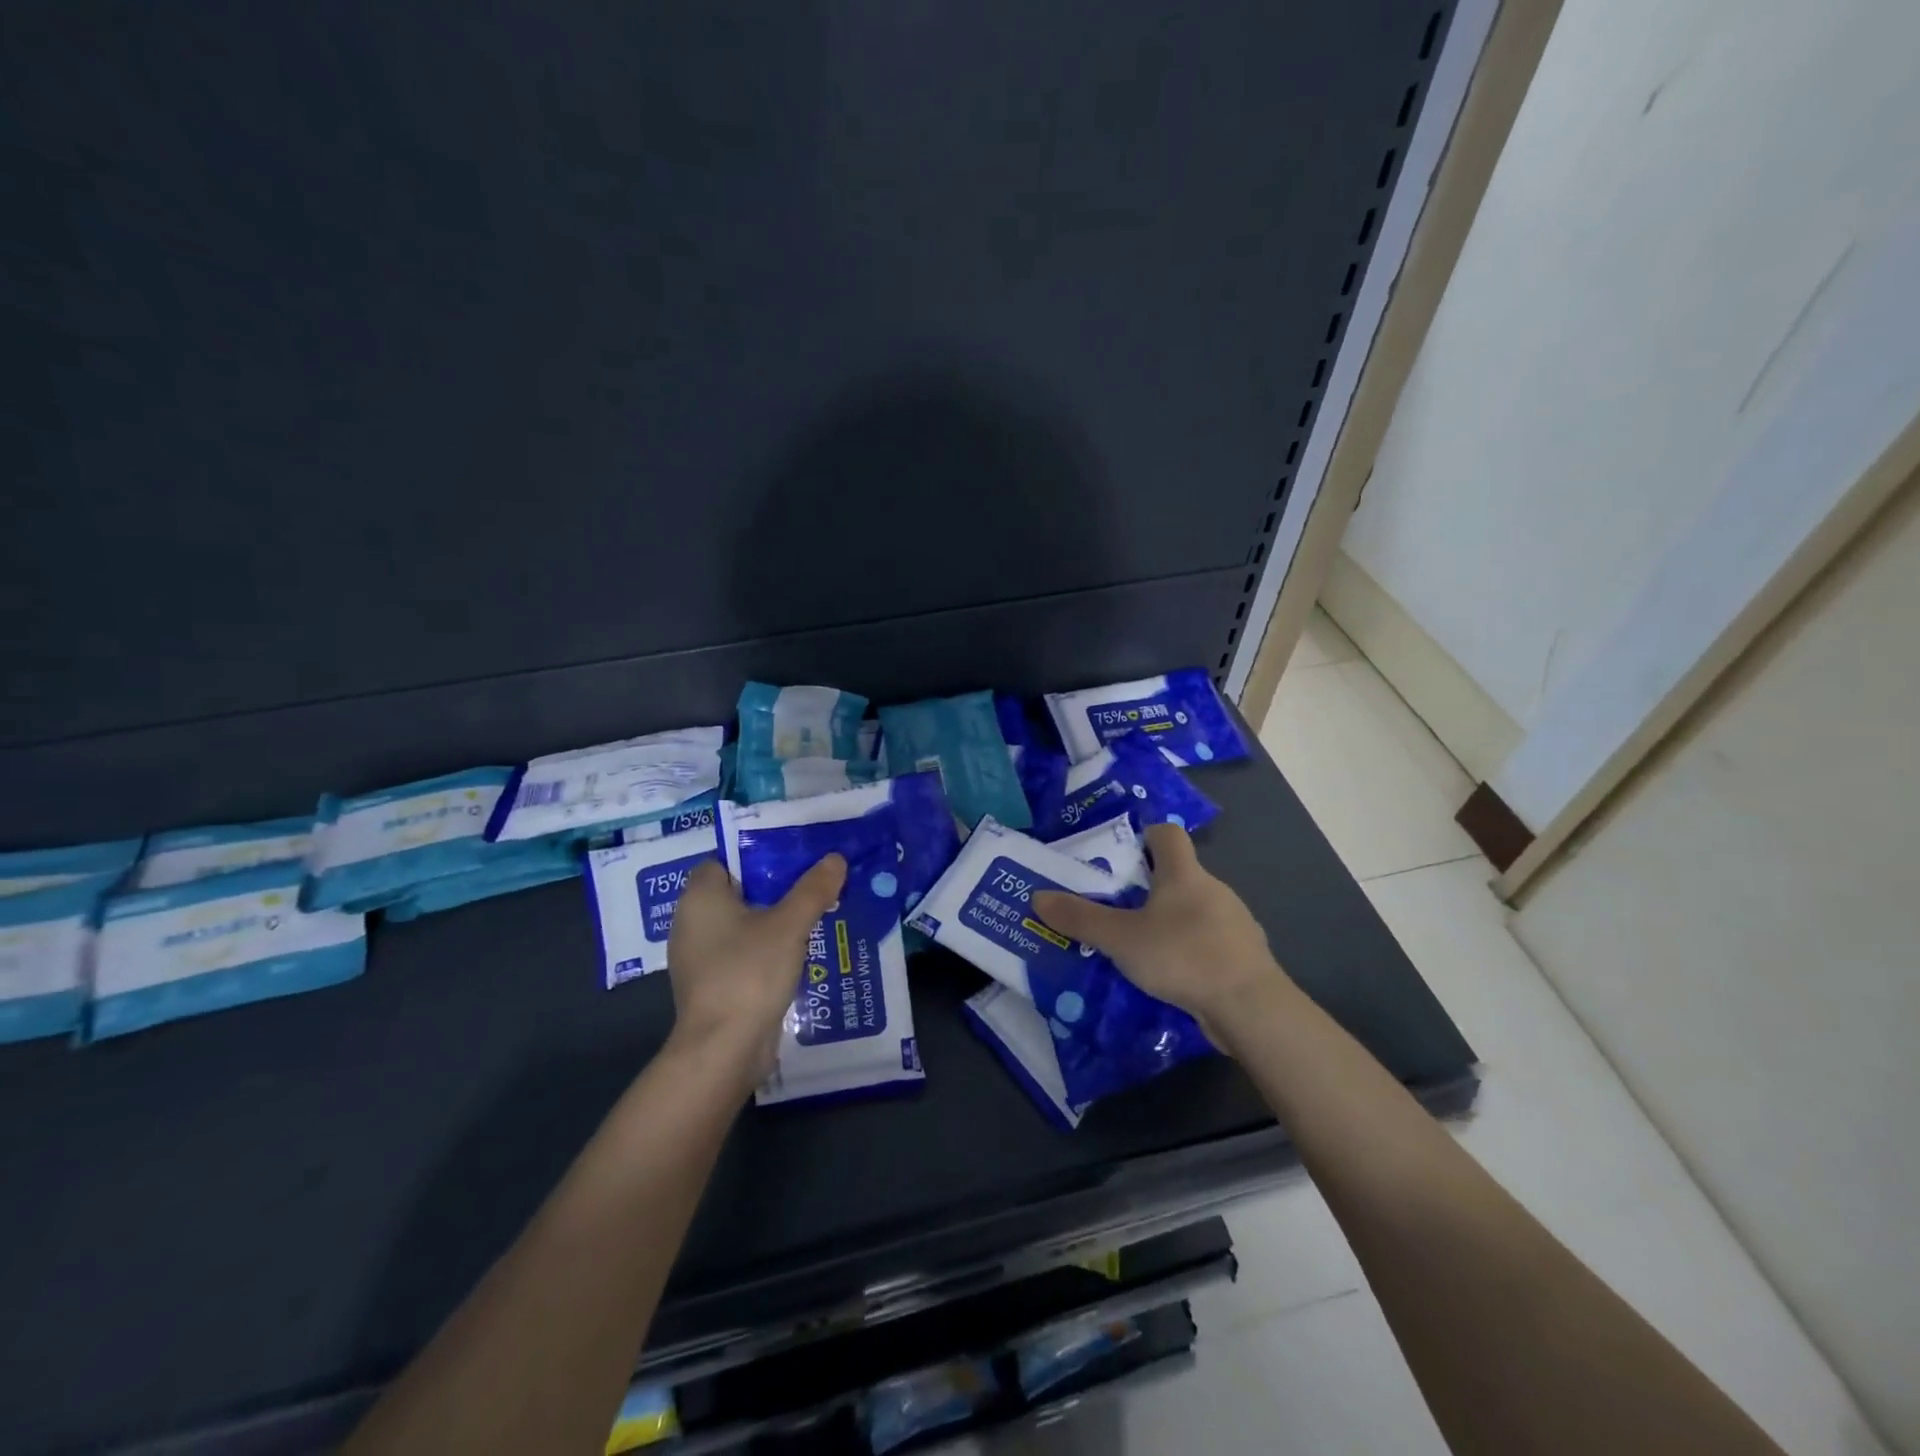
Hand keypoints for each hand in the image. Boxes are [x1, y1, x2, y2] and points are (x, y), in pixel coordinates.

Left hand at [665, 856, 847, 1082]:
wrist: (723, 1049)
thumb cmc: (749, 973)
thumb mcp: (789, 925)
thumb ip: (813, 889)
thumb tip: (835, 858)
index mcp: (699, 898)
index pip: (723, 861)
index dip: (756, 856)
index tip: (793, 858)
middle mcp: (691, 923)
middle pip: (736, 893)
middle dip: (773, 888)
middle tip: (812, 884)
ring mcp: (699, 958)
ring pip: (741, 926)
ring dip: (773, 921)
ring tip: (813, 915)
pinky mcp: (712, 986)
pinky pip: (741, 953)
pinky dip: (765, 950)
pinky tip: (797, 953)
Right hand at [1031, 823, 1292, 1052]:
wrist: (1250, 1007)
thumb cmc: (1182, 956)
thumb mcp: (1121, 939)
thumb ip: (1080, 918)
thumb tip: (1037, 897)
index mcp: (1184, 873)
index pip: (1167, 833)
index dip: (1144, 836)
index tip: (1120, 856)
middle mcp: (1212, 888)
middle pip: (1178, 873)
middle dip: (1147, 886)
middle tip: (1115, 907)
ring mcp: (1234, 921)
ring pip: (1193, 909)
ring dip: (1168, 920)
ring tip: (1138, 945)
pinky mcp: (1243, 954)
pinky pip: (1208, 940)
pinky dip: (1188, 948)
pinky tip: (1171, 973)